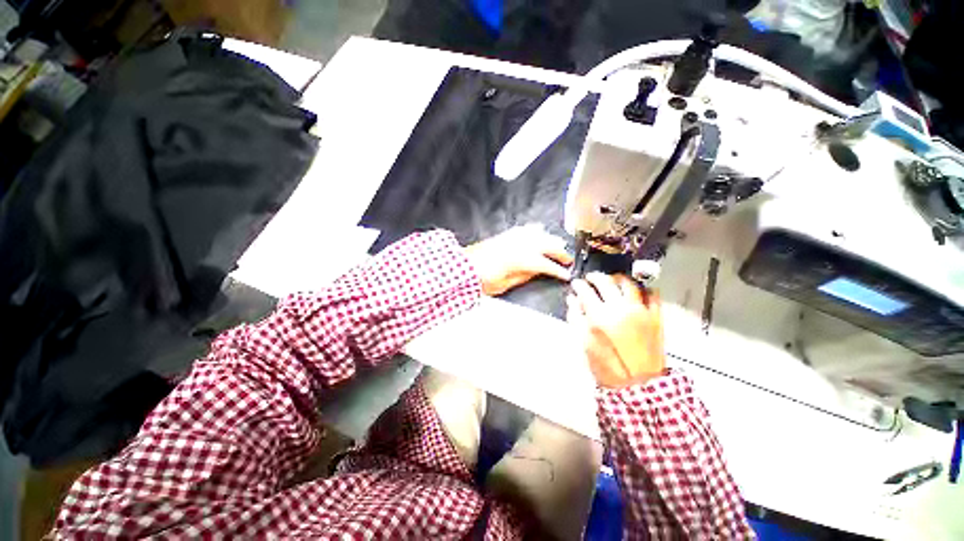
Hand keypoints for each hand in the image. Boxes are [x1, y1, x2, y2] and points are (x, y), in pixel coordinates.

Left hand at [465, 224, 572, 295]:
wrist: (464, 266)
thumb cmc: (482, 278)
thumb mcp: (505, 284)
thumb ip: (525, 276)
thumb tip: (538, 272)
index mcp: (522, 259)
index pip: (547, 264)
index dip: (559, 270)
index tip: (566, 274)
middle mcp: (521, 244)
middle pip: (548, 245)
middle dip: (561, 253)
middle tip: (567, 261)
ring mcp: (514, 236)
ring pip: (541, 234)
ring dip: (552, 241)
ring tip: (557, 248)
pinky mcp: (507, 234)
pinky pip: (528, 229)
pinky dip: (537, 232)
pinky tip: (540, 234)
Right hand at [567, 272, 665, 388]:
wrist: (638, 384)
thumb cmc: (606, 366)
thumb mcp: (584, 343)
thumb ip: (576, 318)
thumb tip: (573, 300)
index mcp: (599, 317)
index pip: (586, 291)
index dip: (579, 285)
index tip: (576, 284)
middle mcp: (620, 309)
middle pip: (606, 282)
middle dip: (595, 277)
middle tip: (591, 279)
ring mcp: (641, 311)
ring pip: (629, 283)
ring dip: (617, 278)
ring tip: (612, 281)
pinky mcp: (656, 317)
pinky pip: (652, 294)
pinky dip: (643, 289)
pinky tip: (635, 292)